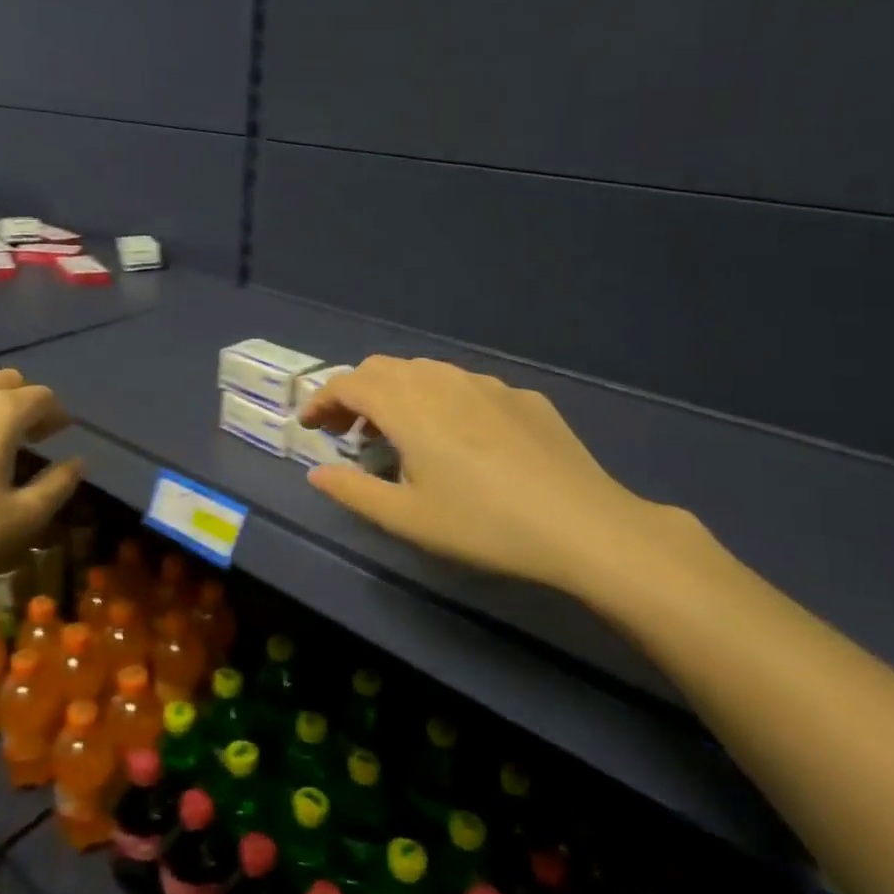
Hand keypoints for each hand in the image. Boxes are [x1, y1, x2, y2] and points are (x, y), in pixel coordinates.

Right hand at [297, 356, 683, 599]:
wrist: (584, 525)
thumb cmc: (483, 525)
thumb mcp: (407, 518)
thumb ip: (352, 490)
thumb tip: (316, 473)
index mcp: (408, 406)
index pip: (348, 384)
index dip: (321, 400)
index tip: (309, 426)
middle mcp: (442, 380)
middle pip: (382, 368)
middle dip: (354, 393)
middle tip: (347, 432)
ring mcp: (486, 384)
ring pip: (424, 371)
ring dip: (396, 393)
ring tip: (397, 434)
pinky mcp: (521, 395)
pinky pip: (464, 385)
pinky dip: (439, 399)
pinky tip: (457, 438)